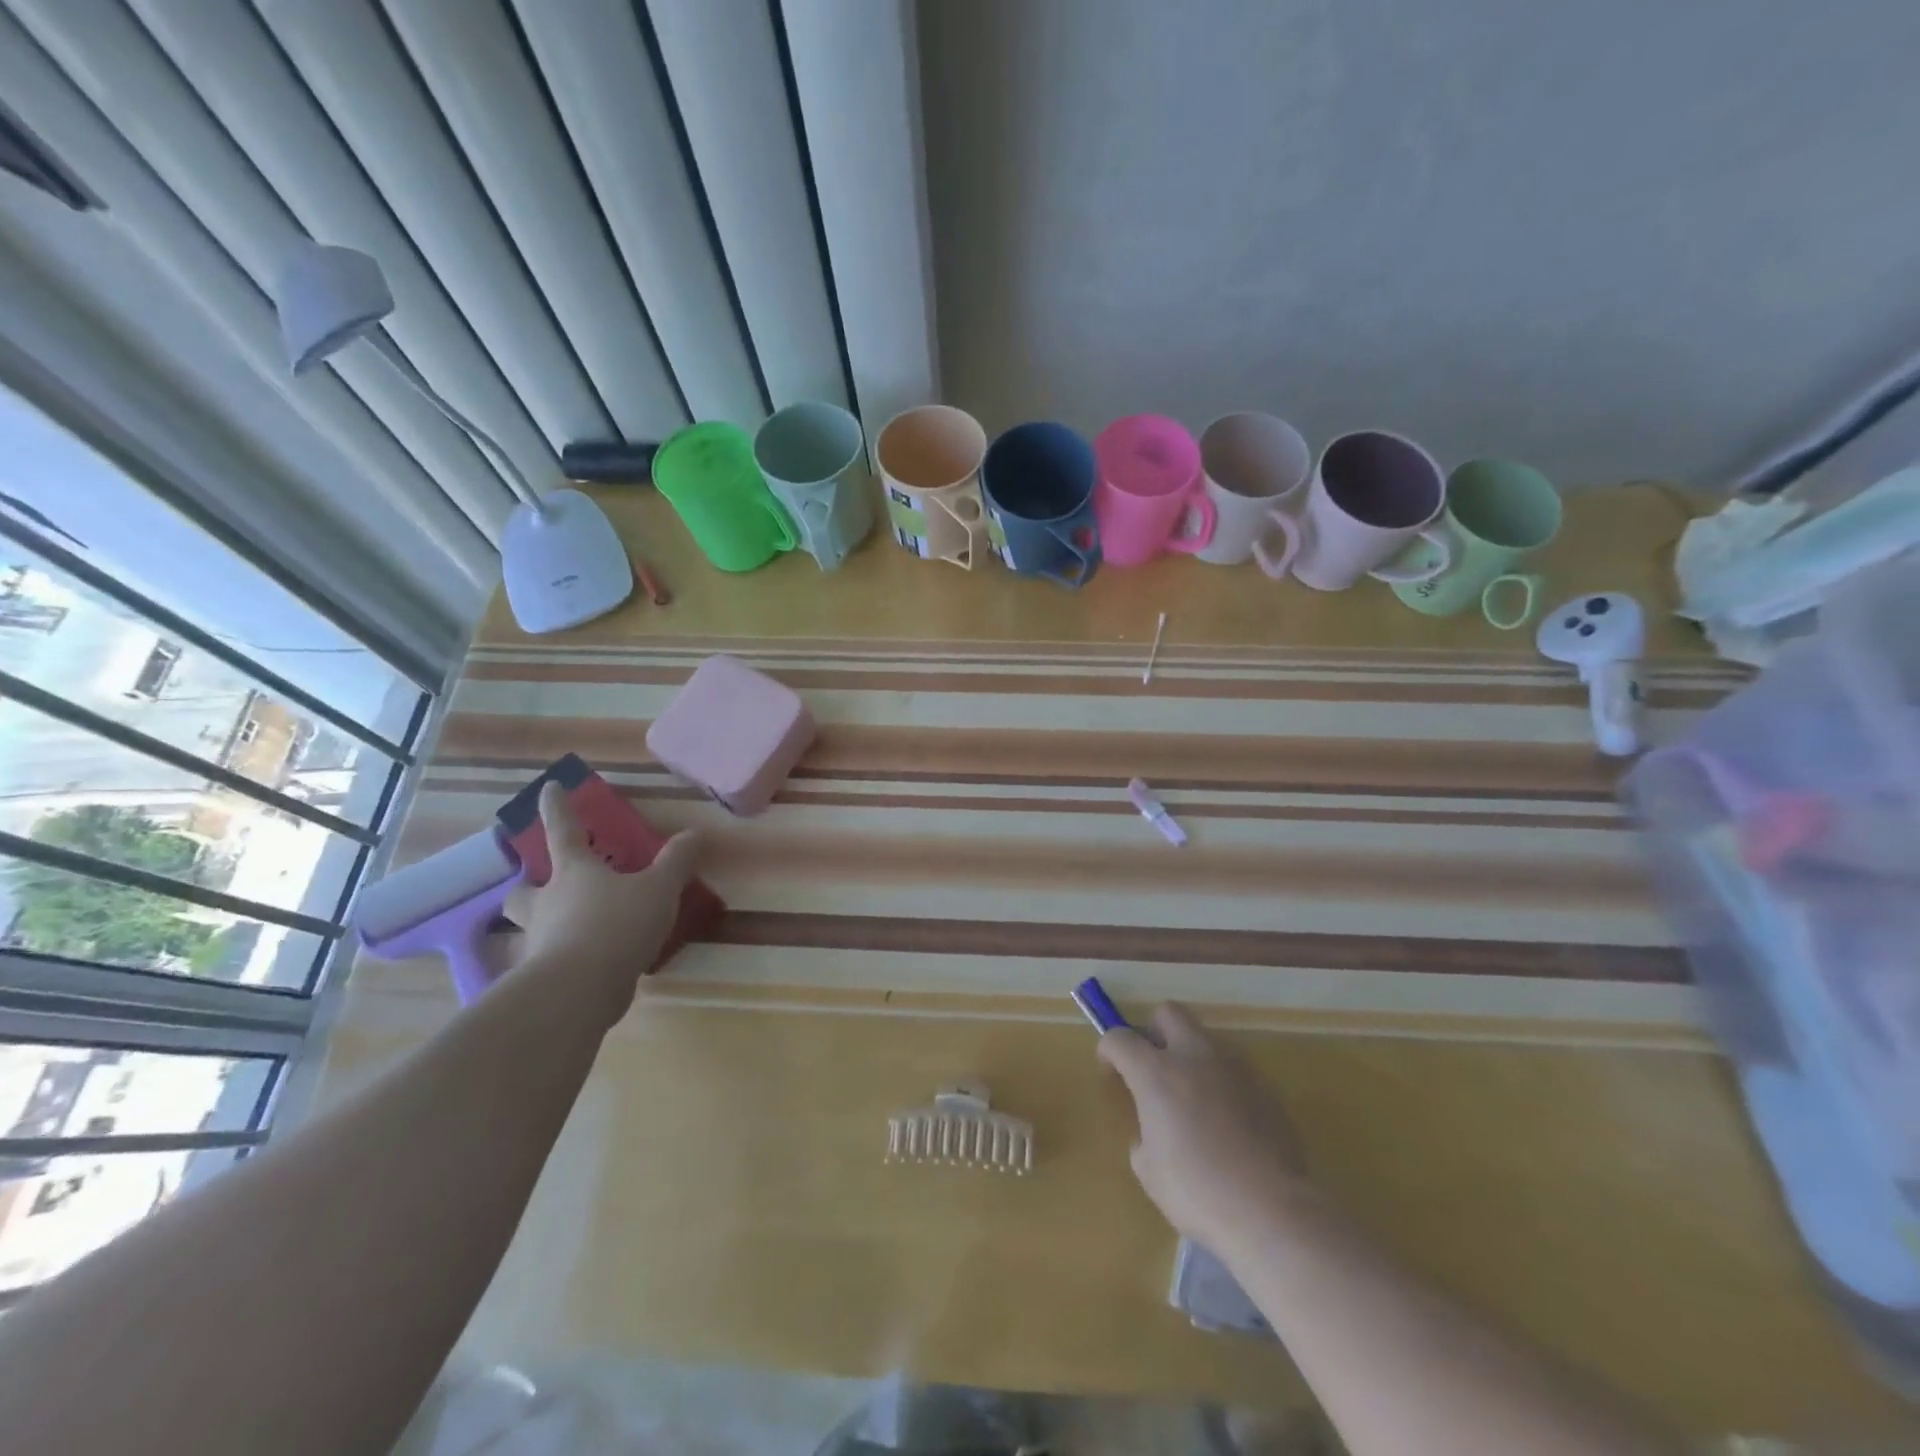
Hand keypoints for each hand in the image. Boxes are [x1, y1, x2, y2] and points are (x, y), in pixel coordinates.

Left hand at [511, 782, 701, 1026]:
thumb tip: (695, 833)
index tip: (548, 787)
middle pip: (522, 891)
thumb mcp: (658, 889)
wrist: (578, 991)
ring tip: (567, 931)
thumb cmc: (615, 925)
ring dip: (542, 926)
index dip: (557, 808)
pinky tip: (587, 970)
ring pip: (529, 929)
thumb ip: (676, 862)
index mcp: (573, 873)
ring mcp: (539, 942)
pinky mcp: (543, 979)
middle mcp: (548, 903)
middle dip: (528, 886)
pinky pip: (548, 963)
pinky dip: (563, 961)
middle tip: (542, 886)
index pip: (562, 831)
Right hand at [1098, 1003, 1309, 1256]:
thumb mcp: (1149, 1171)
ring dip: (1191, 1056)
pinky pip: (1234, 1071)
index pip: (1120, 1037)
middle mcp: (1194, 1056)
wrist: (1272, 1211)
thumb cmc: (1198, 1191)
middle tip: (1152, 1066)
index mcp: (1156, 1072)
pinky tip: (1226, 1124)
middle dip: (1154, 1030)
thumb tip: (1154, 1132)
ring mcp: (1235, 1068)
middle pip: (1168, 1013)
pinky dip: (1221, 1084)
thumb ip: (1144, 1136)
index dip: (1109, 1050)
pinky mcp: (1265, 1088)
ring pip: (1205, 1038)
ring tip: (1191, 1099)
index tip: (1110, 1070)